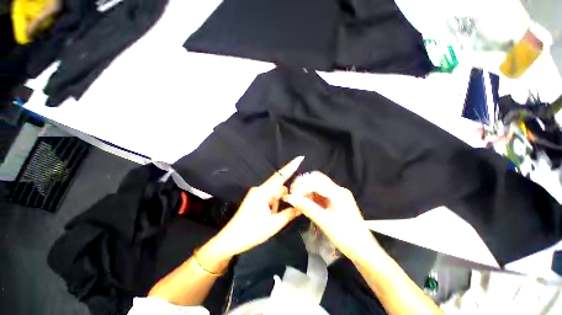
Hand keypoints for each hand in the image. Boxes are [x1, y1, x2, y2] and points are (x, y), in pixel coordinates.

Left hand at [206, 156, 304, 260]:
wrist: (230, 240)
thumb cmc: (252, 232)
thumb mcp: (274, 224)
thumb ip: (289, 213)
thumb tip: (302, 205)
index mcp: (263, 192)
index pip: (280, 176)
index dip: (291, 167)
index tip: (300, 158)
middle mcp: (259, 189)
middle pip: (279, 187)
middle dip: (285, 196)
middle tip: (291, 207)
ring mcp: (256, 193)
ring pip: (274, 193)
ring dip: (278, 202)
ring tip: (274, 217)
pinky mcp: (254, 198)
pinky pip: (269, 197)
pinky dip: (273, 204)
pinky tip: (270, 215)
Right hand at [284, 171, 381, 260]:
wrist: (363, 250)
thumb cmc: (345, 236)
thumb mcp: (323, 221)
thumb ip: (306, 207)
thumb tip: (290, 198)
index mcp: (337, 192)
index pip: (315, 180)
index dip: (301, 184)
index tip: (291, 194)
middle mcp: (338, 190)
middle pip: (317, 179)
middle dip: (303, 185)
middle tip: (293, 195)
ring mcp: (338, 195)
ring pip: (318, 186)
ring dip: (307, 191)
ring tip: (298, 201)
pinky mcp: (336, 201)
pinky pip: (321, 194)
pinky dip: (312, 197)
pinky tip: (306, 204)